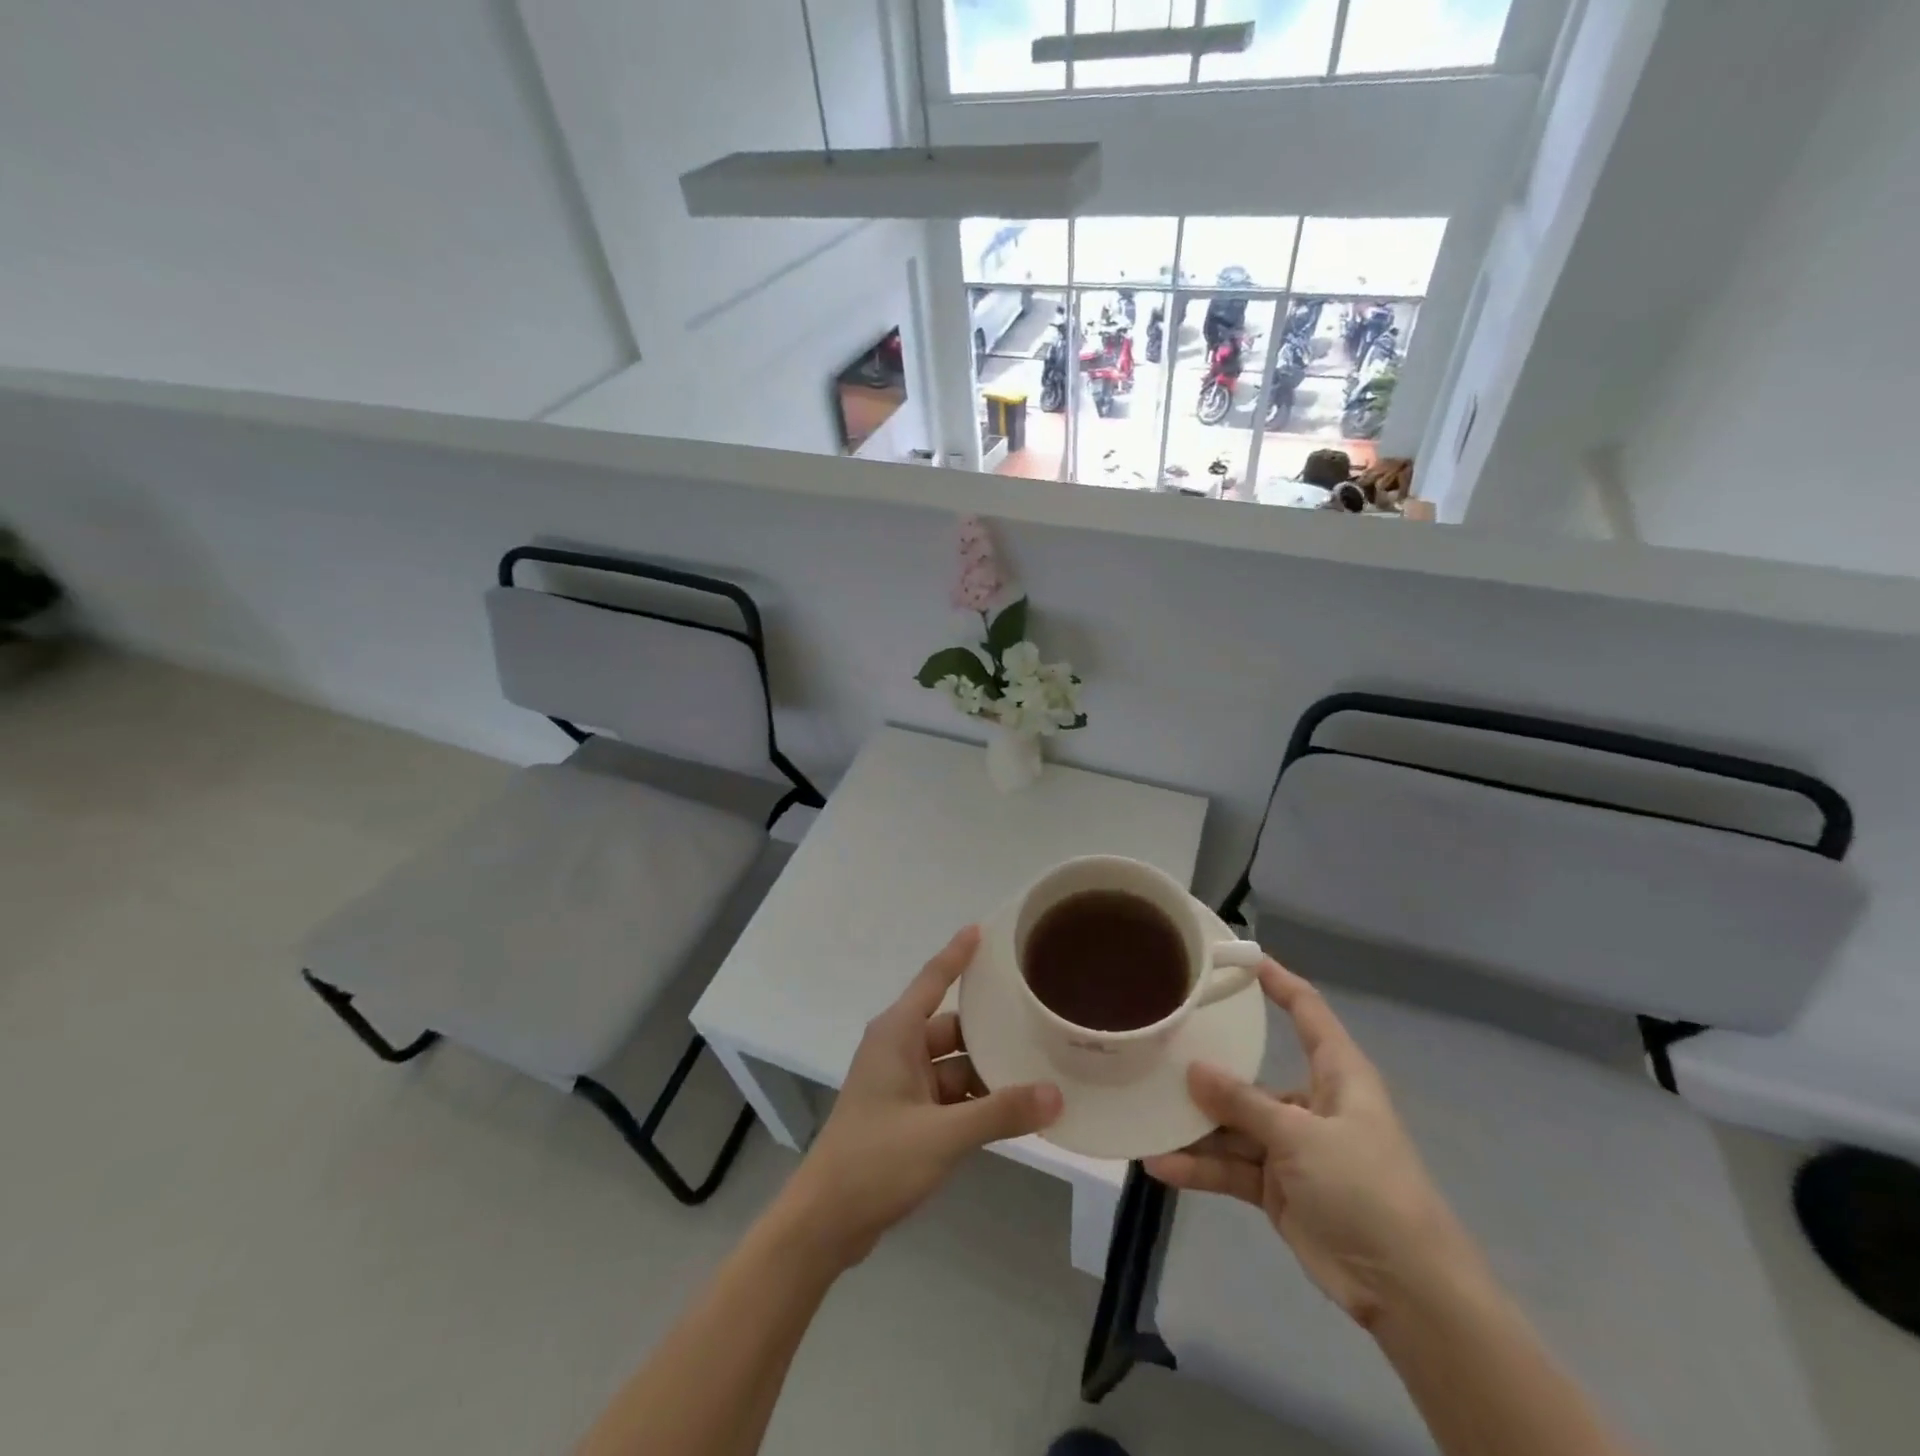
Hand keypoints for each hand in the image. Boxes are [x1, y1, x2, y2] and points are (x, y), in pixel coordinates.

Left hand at [781, 926, 1062, 1265]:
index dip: (958, 954)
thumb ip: (1000, 1112)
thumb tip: (1055, 1094)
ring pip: (954, 1064)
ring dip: (987, 1070)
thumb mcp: (943, 1135)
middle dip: (991, 1027)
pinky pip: (949, 1094)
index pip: (933, 979)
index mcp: (896, 1034)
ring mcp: (901, 1084)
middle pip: (952, 1026)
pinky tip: (1012, 1108)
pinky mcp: (905, 1114)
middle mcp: (898, 1049)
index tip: (984, 930)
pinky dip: (976, 1100)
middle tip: (1037, 1015)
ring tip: (1039, 1066)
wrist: (825, 1222)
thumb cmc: (876, 1161)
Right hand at [1144, 960, 1484, 1330]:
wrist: (1407, 1290)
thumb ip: (1244, 1104)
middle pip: (1252, 1074)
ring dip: (1196, 1126)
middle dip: (1209, 1068)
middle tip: (1160, 1046)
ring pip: (1234, 1125)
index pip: (1307, 1011)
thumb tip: (1193, 1069)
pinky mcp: (1278, 1187)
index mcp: (1337, 1075)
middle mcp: (1312, 1103)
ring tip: (1148, 1114)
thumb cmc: (1366, 1189)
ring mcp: (1292, 1148)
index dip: (1277, 981)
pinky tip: (1161, 1163)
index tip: (1238, 957)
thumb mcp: (1302, 1137)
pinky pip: (1231, 1168)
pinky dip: (1200, 1167)